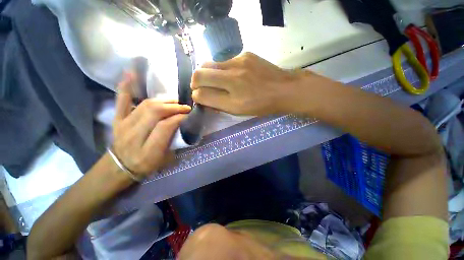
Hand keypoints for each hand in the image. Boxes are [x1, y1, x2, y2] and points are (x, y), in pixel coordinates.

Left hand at [112, 72, 190, 177]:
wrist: (119, 167)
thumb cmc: (146, 165)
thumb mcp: (165, 160)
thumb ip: (175, 142)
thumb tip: (183, 124)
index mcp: (149, 150)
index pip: (165, 126)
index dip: (179, 117)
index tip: (188, 114)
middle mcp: (135, 135)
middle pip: (155, 112)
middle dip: (173, 107)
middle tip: (184, 107)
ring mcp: (124, 125)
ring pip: (145, 105)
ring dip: (163, 101)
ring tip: (174, 101)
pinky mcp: (117, 120)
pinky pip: (121, 101)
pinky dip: (126, 88)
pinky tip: (130, 74)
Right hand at [191, 52, 306, 115]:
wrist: (284, 89)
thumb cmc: (261, 106)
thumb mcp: (238, 111)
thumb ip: (217, 104)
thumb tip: (201, 96)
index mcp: (233, 98)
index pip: (201, 93)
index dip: (196, 95)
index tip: (199, 96)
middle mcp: (233, 78)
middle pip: (200, 73)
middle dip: (196, 82)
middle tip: (202, 87)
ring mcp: (239, 62)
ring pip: (211, 65)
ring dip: (210, 74)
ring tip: (219, 82)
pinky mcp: (245, 54)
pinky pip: (225, 62)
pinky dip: (223, 70)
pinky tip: (234, 76)